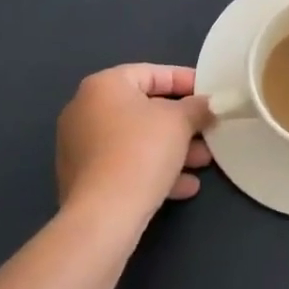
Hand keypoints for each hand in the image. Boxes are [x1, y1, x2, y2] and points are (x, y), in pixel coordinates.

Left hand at [55, 64, 213, 224]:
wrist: (104, 215)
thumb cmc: (142, 151)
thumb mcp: (180, 122)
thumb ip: (197, 107)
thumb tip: (207, 105)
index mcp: (104, 85)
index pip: (150, 73)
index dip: (184, 81)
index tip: (208, 93)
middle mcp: (85, 109)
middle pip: (143, 109)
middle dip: (181, 122)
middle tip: (208, 131)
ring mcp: (80, 146)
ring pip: (136, 140)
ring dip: (172, 149)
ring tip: (204, 161)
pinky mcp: (83, 179)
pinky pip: (124, 164)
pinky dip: (153, 169)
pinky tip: (185, 186)